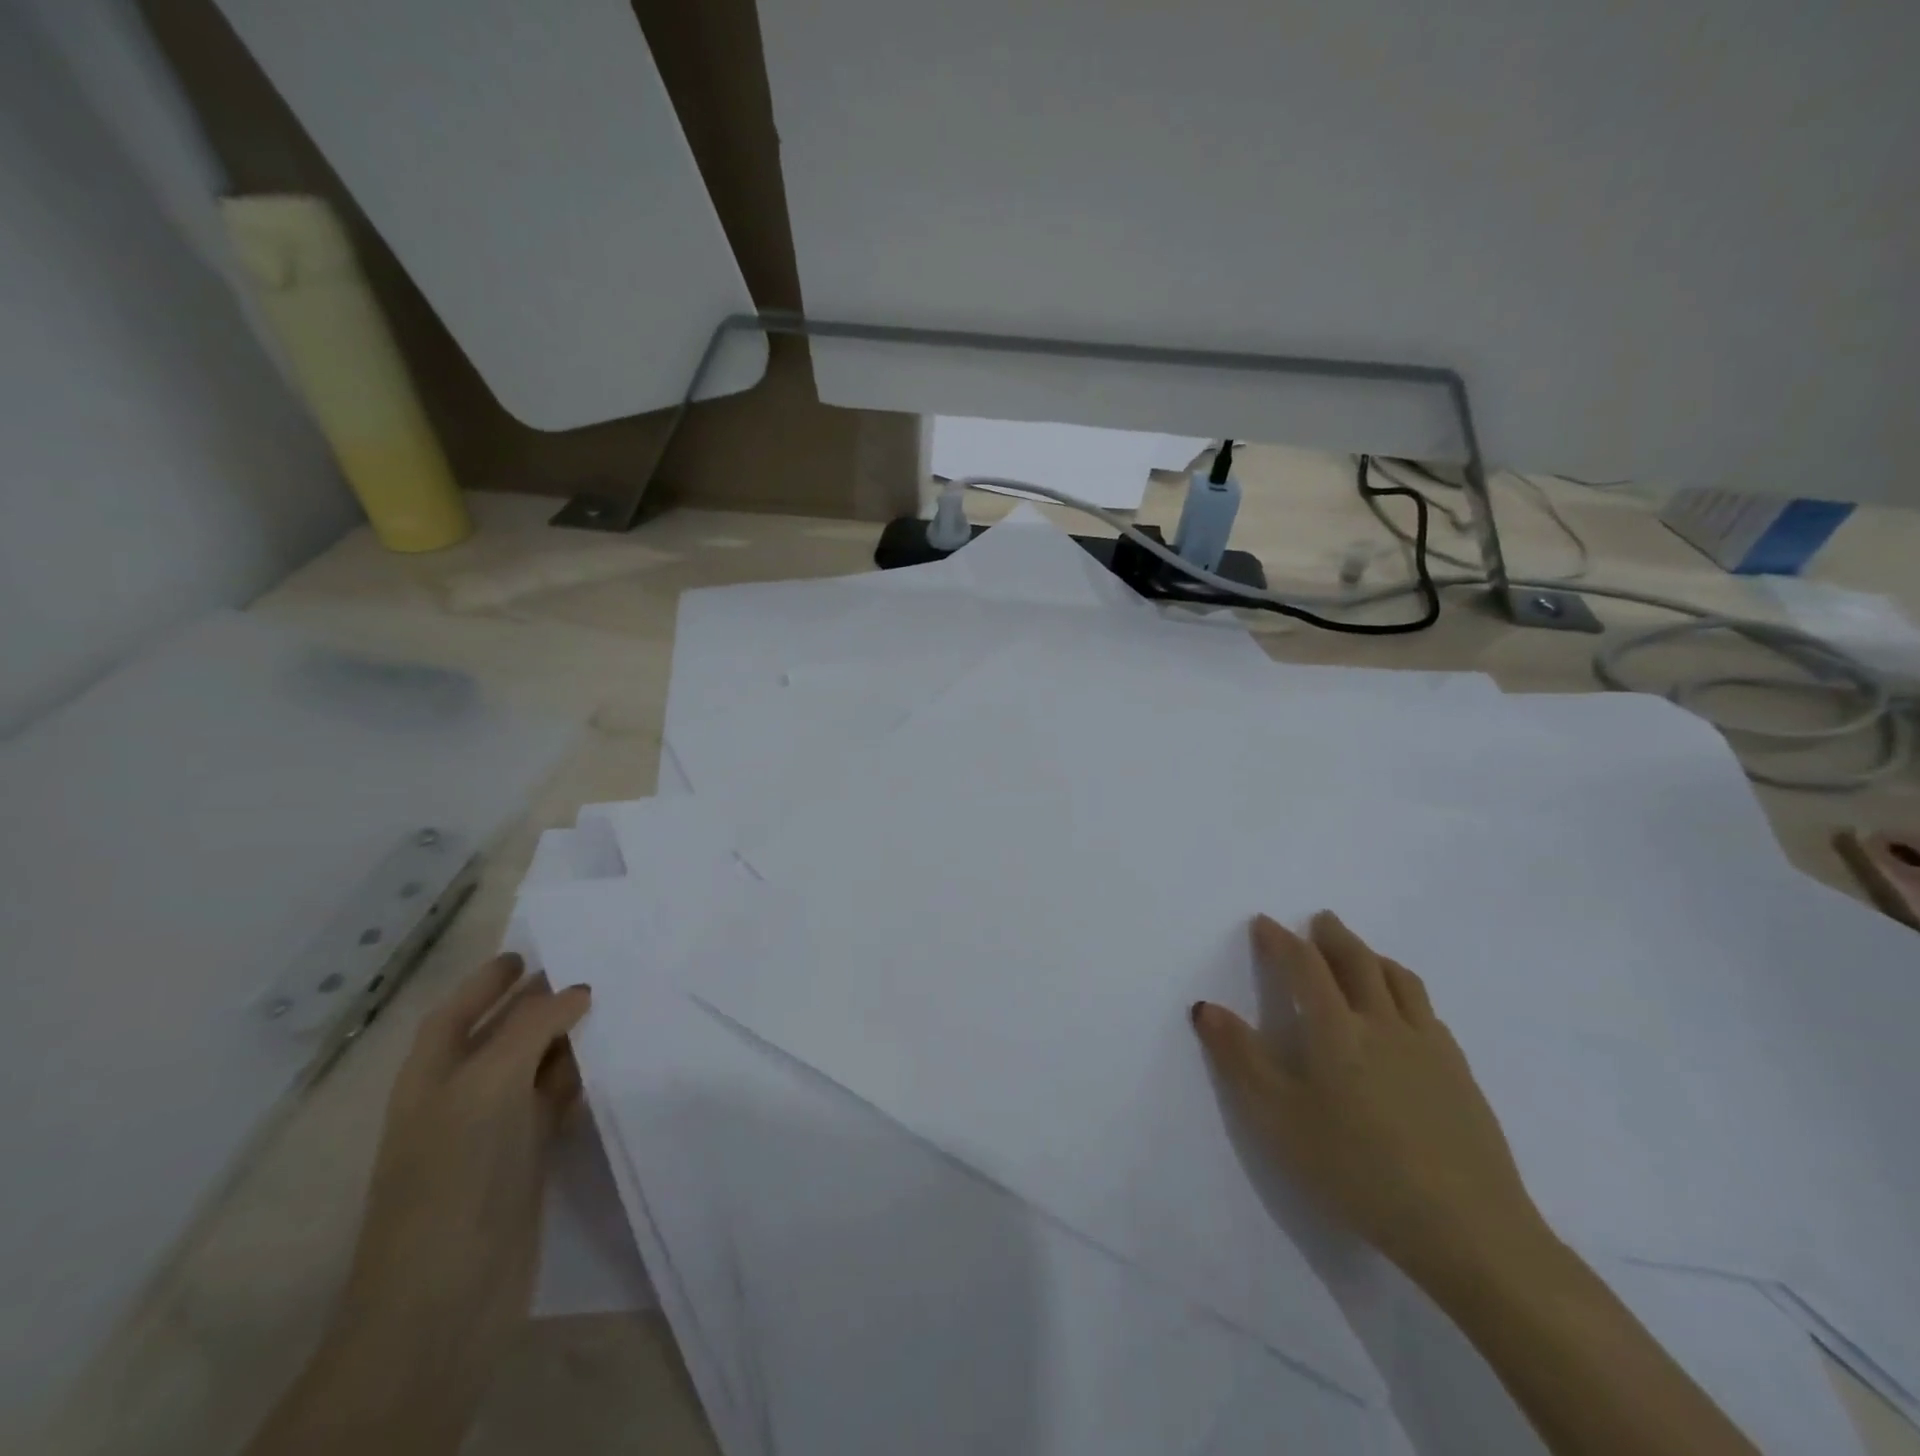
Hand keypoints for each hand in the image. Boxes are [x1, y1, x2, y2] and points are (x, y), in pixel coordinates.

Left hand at [258, 955, 591, 1454]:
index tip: (528, 952)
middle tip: (591, 970)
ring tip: (613, 1006)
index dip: (487, 981)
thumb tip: (577, 990)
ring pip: (534, 1066)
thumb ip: (534, 1025)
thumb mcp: (488, 1081)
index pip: (457, 1012)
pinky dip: (579, 1078)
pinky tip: (611, 1062)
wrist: (447, 1293)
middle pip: (501, 1034)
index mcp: (431, 1074)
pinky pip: (554, 1101)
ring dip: (567, 1039)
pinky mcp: (524, 1159)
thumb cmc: (456, 1172)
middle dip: (538, 1002)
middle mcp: (459, 1095)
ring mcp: (492, 1130)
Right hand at [1192, 912, 1551, 1295]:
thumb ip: (1240, 1058)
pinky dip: (1406, 991)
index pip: (1304, 966)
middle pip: (1358, 961)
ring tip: (1362, 953)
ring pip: (1399, 980)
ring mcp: (1428, 1046)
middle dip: (1332, 936)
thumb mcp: (1279, 1119)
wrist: (1467, 1229)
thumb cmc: (1356, 1170)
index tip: (1264, 923)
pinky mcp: (1460, 1074)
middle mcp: (1383, 1023)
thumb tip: (1204, 1006)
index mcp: (1336, 1029)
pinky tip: (1405, 1012)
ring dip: (1373, 956)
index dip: (1281, 940)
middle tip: (1319, 920)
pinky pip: (1428, 1011)